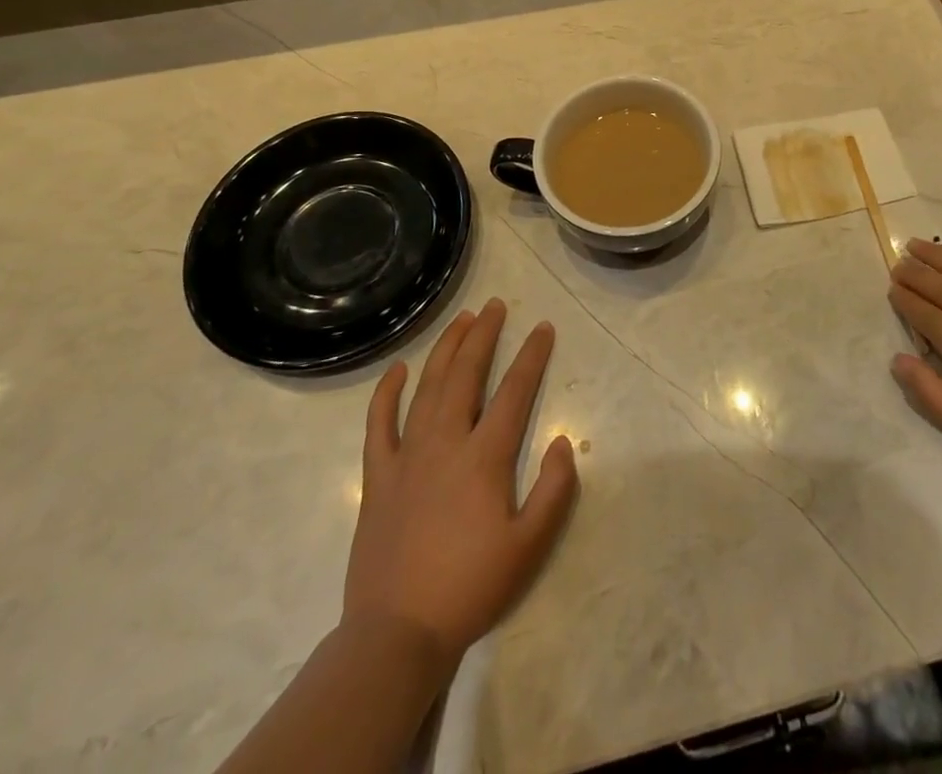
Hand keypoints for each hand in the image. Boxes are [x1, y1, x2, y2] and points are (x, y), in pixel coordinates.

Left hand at [342, 299, 577, 675]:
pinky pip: (379, 424)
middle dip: (483, 336)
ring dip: (445, 349)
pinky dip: (387, 393)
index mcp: (484, 458)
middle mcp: (445, 443)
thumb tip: (564, 440)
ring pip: (427, 388)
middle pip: (466, 375)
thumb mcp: (530, 547)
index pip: (514, 392)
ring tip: (461, 321)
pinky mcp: (378, 477)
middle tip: (495, 306)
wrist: (397, 635)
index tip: (543, 328)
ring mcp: (407, 456)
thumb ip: (554, 490)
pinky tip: (398, 369)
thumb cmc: (470, 588)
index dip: (531, 356)